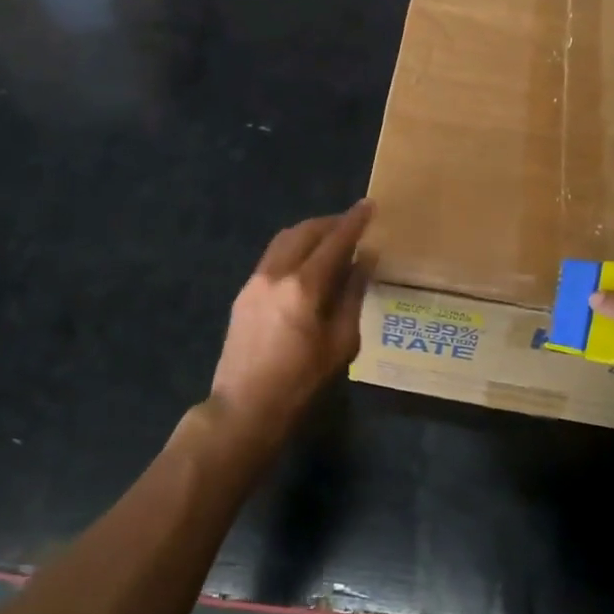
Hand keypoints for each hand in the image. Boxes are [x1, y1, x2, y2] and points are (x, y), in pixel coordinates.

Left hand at [206, 200, 373, 457]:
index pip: (335, 242)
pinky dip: (293, 247)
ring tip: (331, 238)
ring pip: (284, 239)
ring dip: (310, 232)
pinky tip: (306, 262)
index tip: (369, 205)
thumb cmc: (300, 383)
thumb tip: (365, 260)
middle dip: (331, 222)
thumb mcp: (341, 344)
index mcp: (304, 287)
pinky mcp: (244, 293)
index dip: (354, 222)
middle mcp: (276, 273)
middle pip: (305, 231)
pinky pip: (272, 256)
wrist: (244, 408)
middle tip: (353, 223)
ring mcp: (255, 281)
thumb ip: (353, 296)